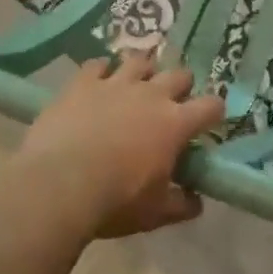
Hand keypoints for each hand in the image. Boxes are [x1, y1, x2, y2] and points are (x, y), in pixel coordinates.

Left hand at [15, 48, 222, 239]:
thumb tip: (196, 201)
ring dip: (143, 71)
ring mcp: (115, 83)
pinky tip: (99, 80)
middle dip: (181, 86)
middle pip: (178, 74)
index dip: (214, 112)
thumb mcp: (156, 213)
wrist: (58, 185)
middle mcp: (150, 94)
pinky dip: (101, 71)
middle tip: (172, 103)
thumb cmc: (115, 201)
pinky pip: (97, 64)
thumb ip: (182, 204)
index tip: (210, 121)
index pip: (210, 106)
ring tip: (137, 84)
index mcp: (175, 123)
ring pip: (139, 61)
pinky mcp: (82, 83)